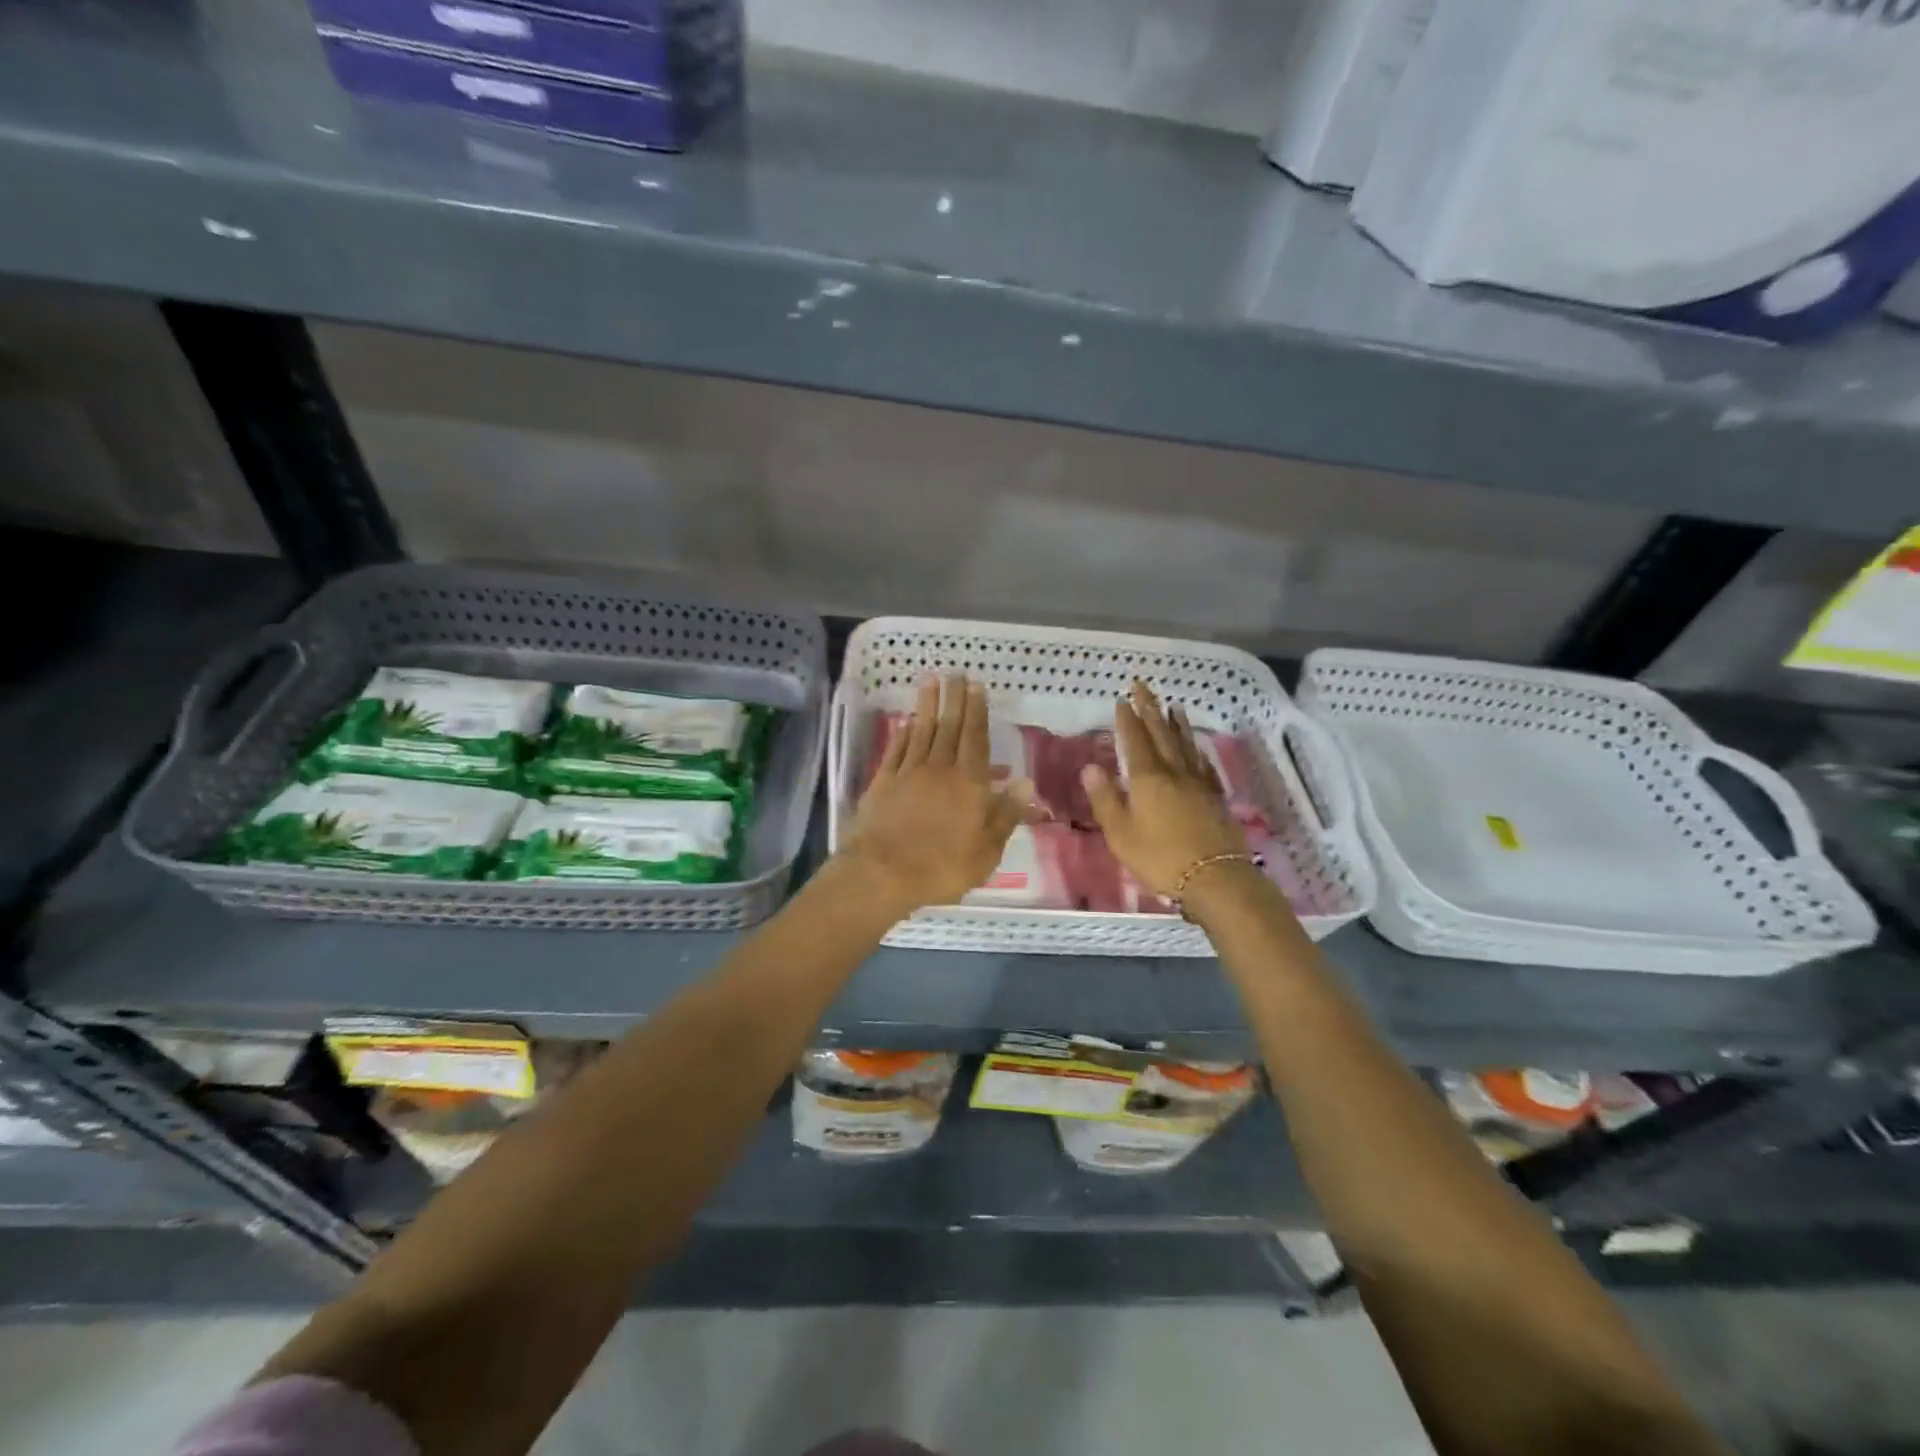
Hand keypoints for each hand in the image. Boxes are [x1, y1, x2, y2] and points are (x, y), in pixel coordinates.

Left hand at [840, 673, 1029, 915]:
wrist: (882, 872)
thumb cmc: (942, 866)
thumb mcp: (986, 850)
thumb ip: (1005, 814)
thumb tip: (1025, 782)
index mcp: (968, 783)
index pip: (975, 739)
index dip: (977, 711)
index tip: (976, 686)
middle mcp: (939, 769)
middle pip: (949, 727)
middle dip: (954, 699)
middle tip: (956, 673)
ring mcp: (908, 773)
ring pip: (921, 731)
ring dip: (927, 705)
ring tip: (931, 680)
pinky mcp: (883, 782)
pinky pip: (896, 749)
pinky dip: (903, 733)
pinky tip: (907, 721)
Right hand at [1080, 681, 1249, 896]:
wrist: (1215, 877)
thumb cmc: (1160, 857)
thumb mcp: (1121, 833)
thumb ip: (1106, 799)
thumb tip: (1090, 767)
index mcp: (1147, 779)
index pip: (1135, 741)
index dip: (1128, 719)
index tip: (1122, 699)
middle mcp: (1174, 772)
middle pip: (1161, 734)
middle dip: (1150, 709)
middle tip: (1143, 686)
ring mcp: (1198, 783)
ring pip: (1185, 745)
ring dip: (1176, 723)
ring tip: (1172, 705)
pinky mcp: (1215, 797)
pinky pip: (1203, 764)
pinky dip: (1196, 749)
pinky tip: (1195, 746)